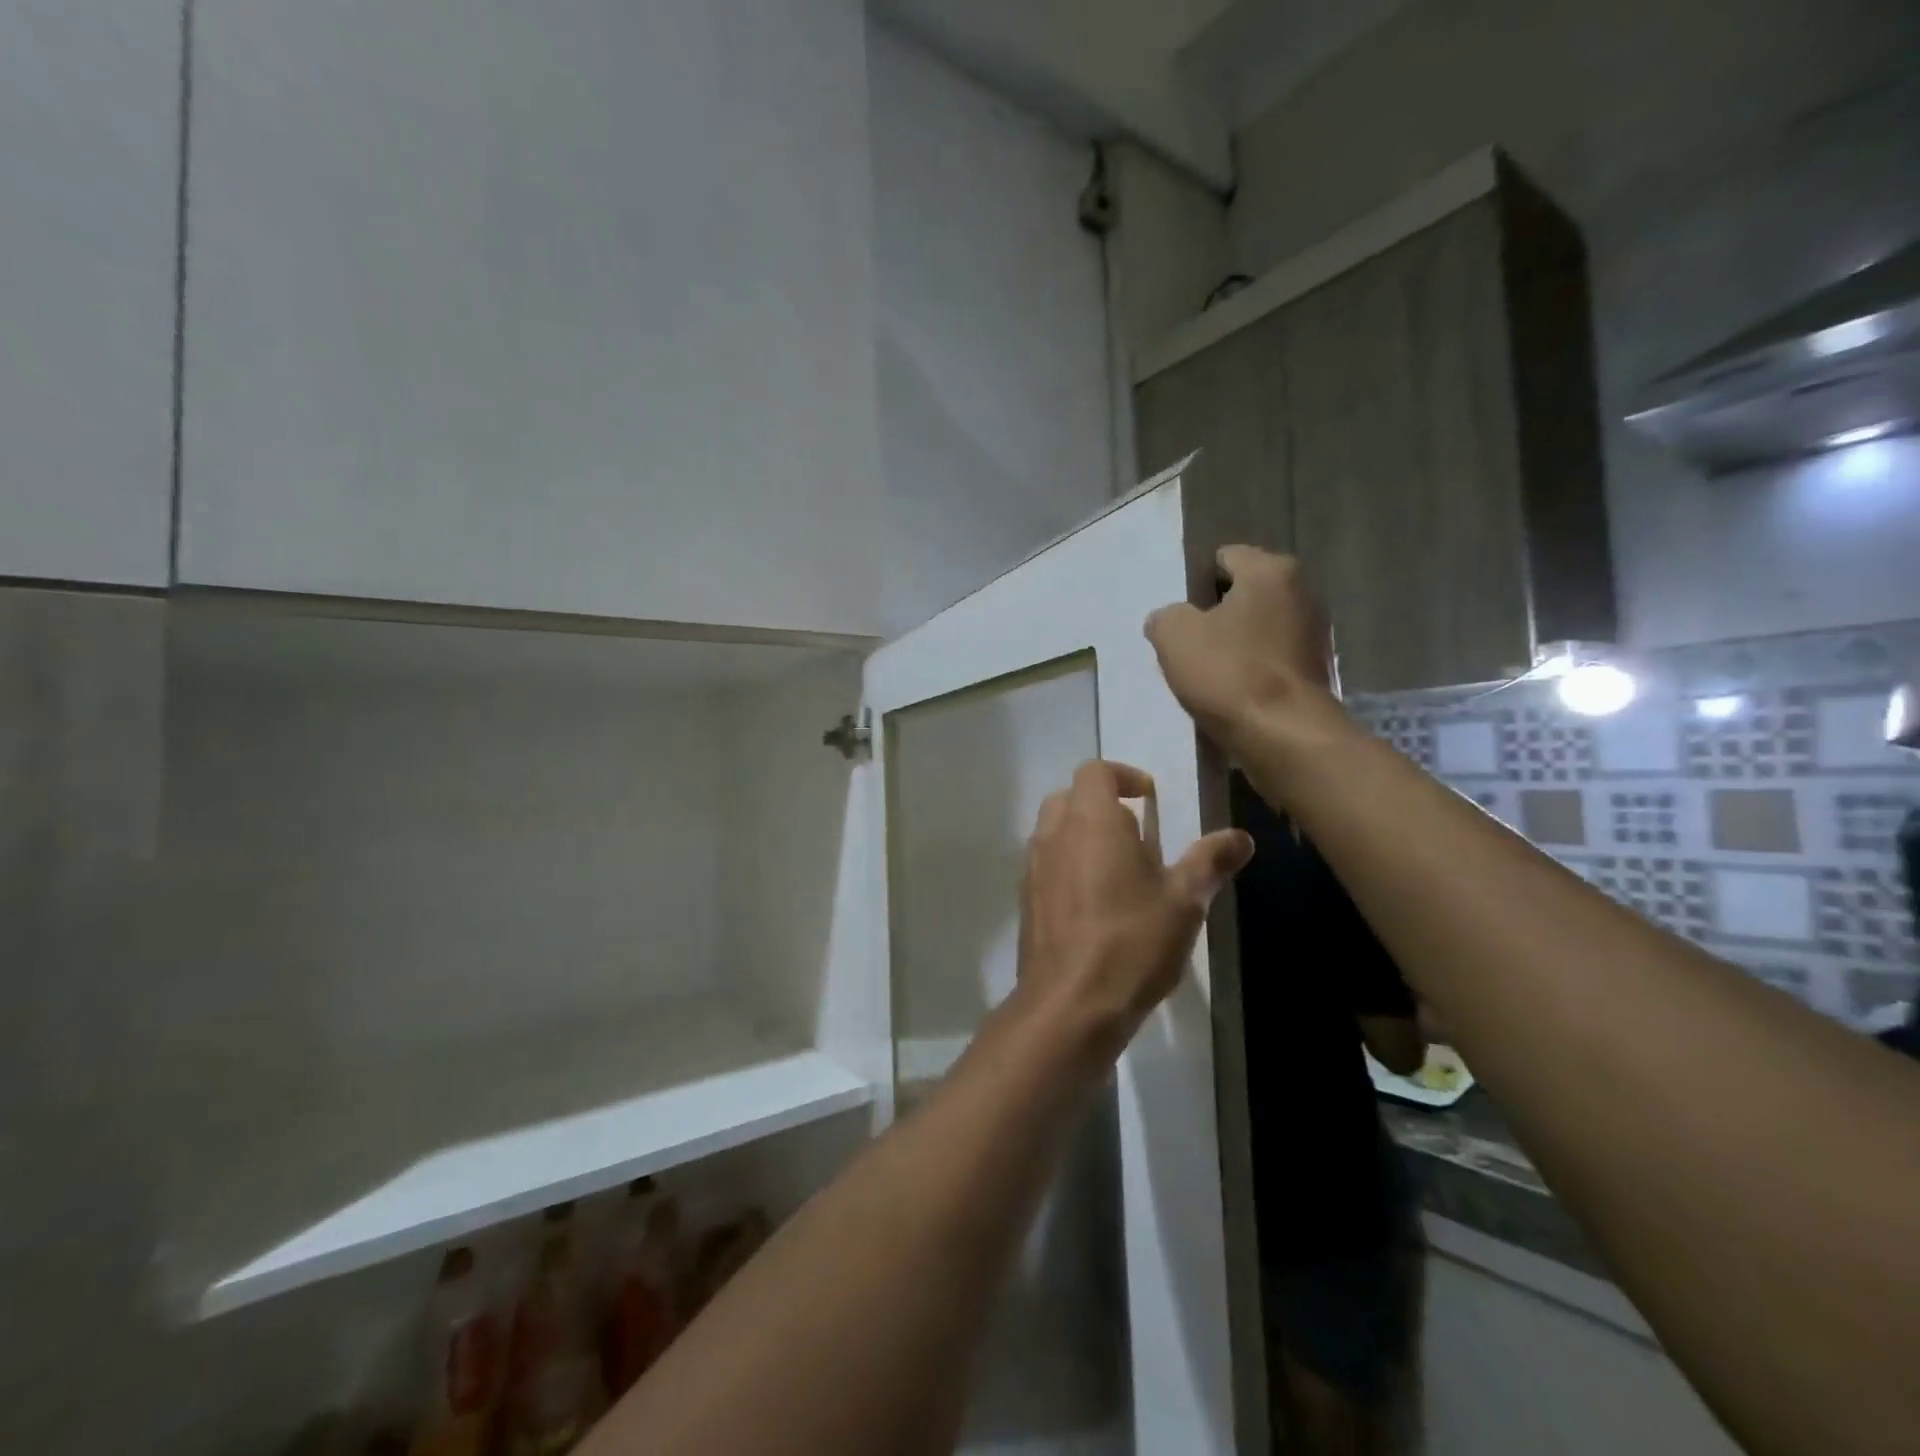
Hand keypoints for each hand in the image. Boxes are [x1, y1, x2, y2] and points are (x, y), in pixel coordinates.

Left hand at [1014, 760, 1253, 1060]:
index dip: (1123, 775)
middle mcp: (1054, 834)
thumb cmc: (1132, 942)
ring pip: (1054, 831)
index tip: (1149, 799)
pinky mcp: (1026, 900)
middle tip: (1138, 838)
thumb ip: (1209, 861)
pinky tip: (1097, 906)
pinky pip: (1047, 865)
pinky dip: (1068, 867)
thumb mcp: (1184, 901)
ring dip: (1084, 837)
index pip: (1095, 771)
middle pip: (1070, 797)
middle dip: (1102, 806)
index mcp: (1091, 820)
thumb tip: (1241, 837)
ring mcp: (1033, 867)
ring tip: (1122, 873)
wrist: (1069, 1004)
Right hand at [1143, 546, 1341, 756]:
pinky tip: (1231, 693)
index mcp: (1271, 571)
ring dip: (1234, 645)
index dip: (1195, 582)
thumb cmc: (1228, 672)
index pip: (1224, 558)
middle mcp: (1302, 593)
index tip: (1179, 614)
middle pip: (1244, 594)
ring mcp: (1315, 634)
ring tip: (1207, 673)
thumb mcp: (1173, 635)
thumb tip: (1172, 620)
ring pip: (1258, 629)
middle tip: (1188, 644)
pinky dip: (1252, 671)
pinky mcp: (1317, 672)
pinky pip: (1271, 660)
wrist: (1283, 736)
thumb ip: (1166, 616)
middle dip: (1215, 614)